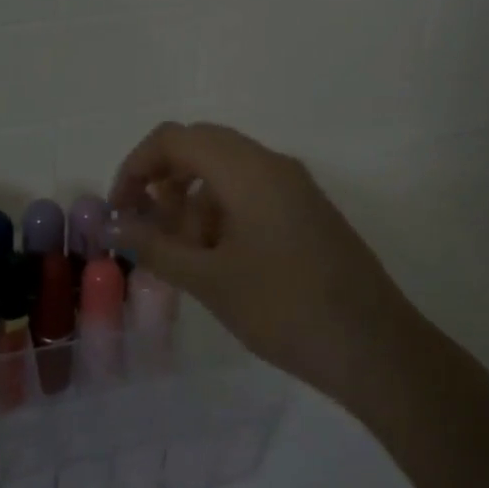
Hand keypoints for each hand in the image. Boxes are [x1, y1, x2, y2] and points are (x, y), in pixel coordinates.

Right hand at [110, 121, 423, 411]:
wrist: (376, 348)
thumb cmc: (284, 308)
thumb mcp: (209, 280)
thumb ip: (155, 246)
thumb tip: (112, 227)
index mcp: (246, 168)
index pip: (174, 138)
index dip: (136, 166)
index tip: (120, 210)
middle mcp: (271, 163)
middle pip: (200, 147)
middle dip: (163, 181)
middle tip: (147, 228)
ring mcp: (294, 185)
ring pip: (226, 170)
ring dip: (193, 200)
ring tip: (185, 256)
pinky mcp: (307, 210)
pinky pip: (251, 191)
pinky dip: (222, 212)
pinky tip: (219, 261)